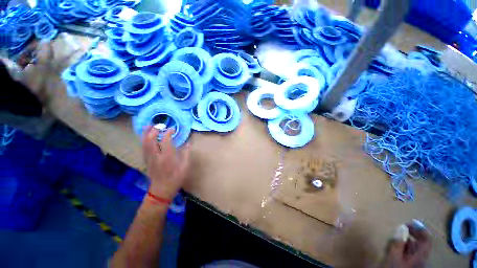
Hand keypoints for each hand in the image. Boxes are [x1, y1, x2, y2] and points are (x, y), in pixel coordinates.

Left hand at [142, 126, 190, 200]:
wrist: (161, 190)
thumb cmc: (175, 178)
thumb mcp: (185, 167)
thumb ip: (186, 154)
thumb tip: (189, 143)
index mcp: (167, 157)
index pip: (165, 141)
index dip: (168, 133)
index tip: (172, 129)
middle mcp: (156, 156)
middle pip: (150, 140)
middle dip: (153, 130)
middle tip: (159, 125)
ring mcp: (149, 158)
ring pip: (144, 143)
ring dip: (145, 133)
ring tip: (148, 126)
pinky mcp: (146, 161)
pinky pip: (143, 148)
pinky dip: (143, 140)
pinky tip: (145, 136)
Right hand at [381, 222, 431, 267]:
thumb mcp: (393, 256)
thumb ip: (398, 243)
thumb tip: (401, 228)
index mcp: (420, 256)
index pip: (427, 239)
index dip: (420, 230)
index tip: (408, 223)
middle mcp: (421, 259)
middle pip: (421, 243)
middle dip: (412, 235)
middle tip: (401, 229)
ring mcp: (416, 263)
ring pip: (415, 248)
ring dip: (407, 241)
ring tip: (396, 238)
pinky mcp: (409, 265)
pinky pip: (410, 253)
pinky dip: (404, 247)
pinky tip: (396, 248)